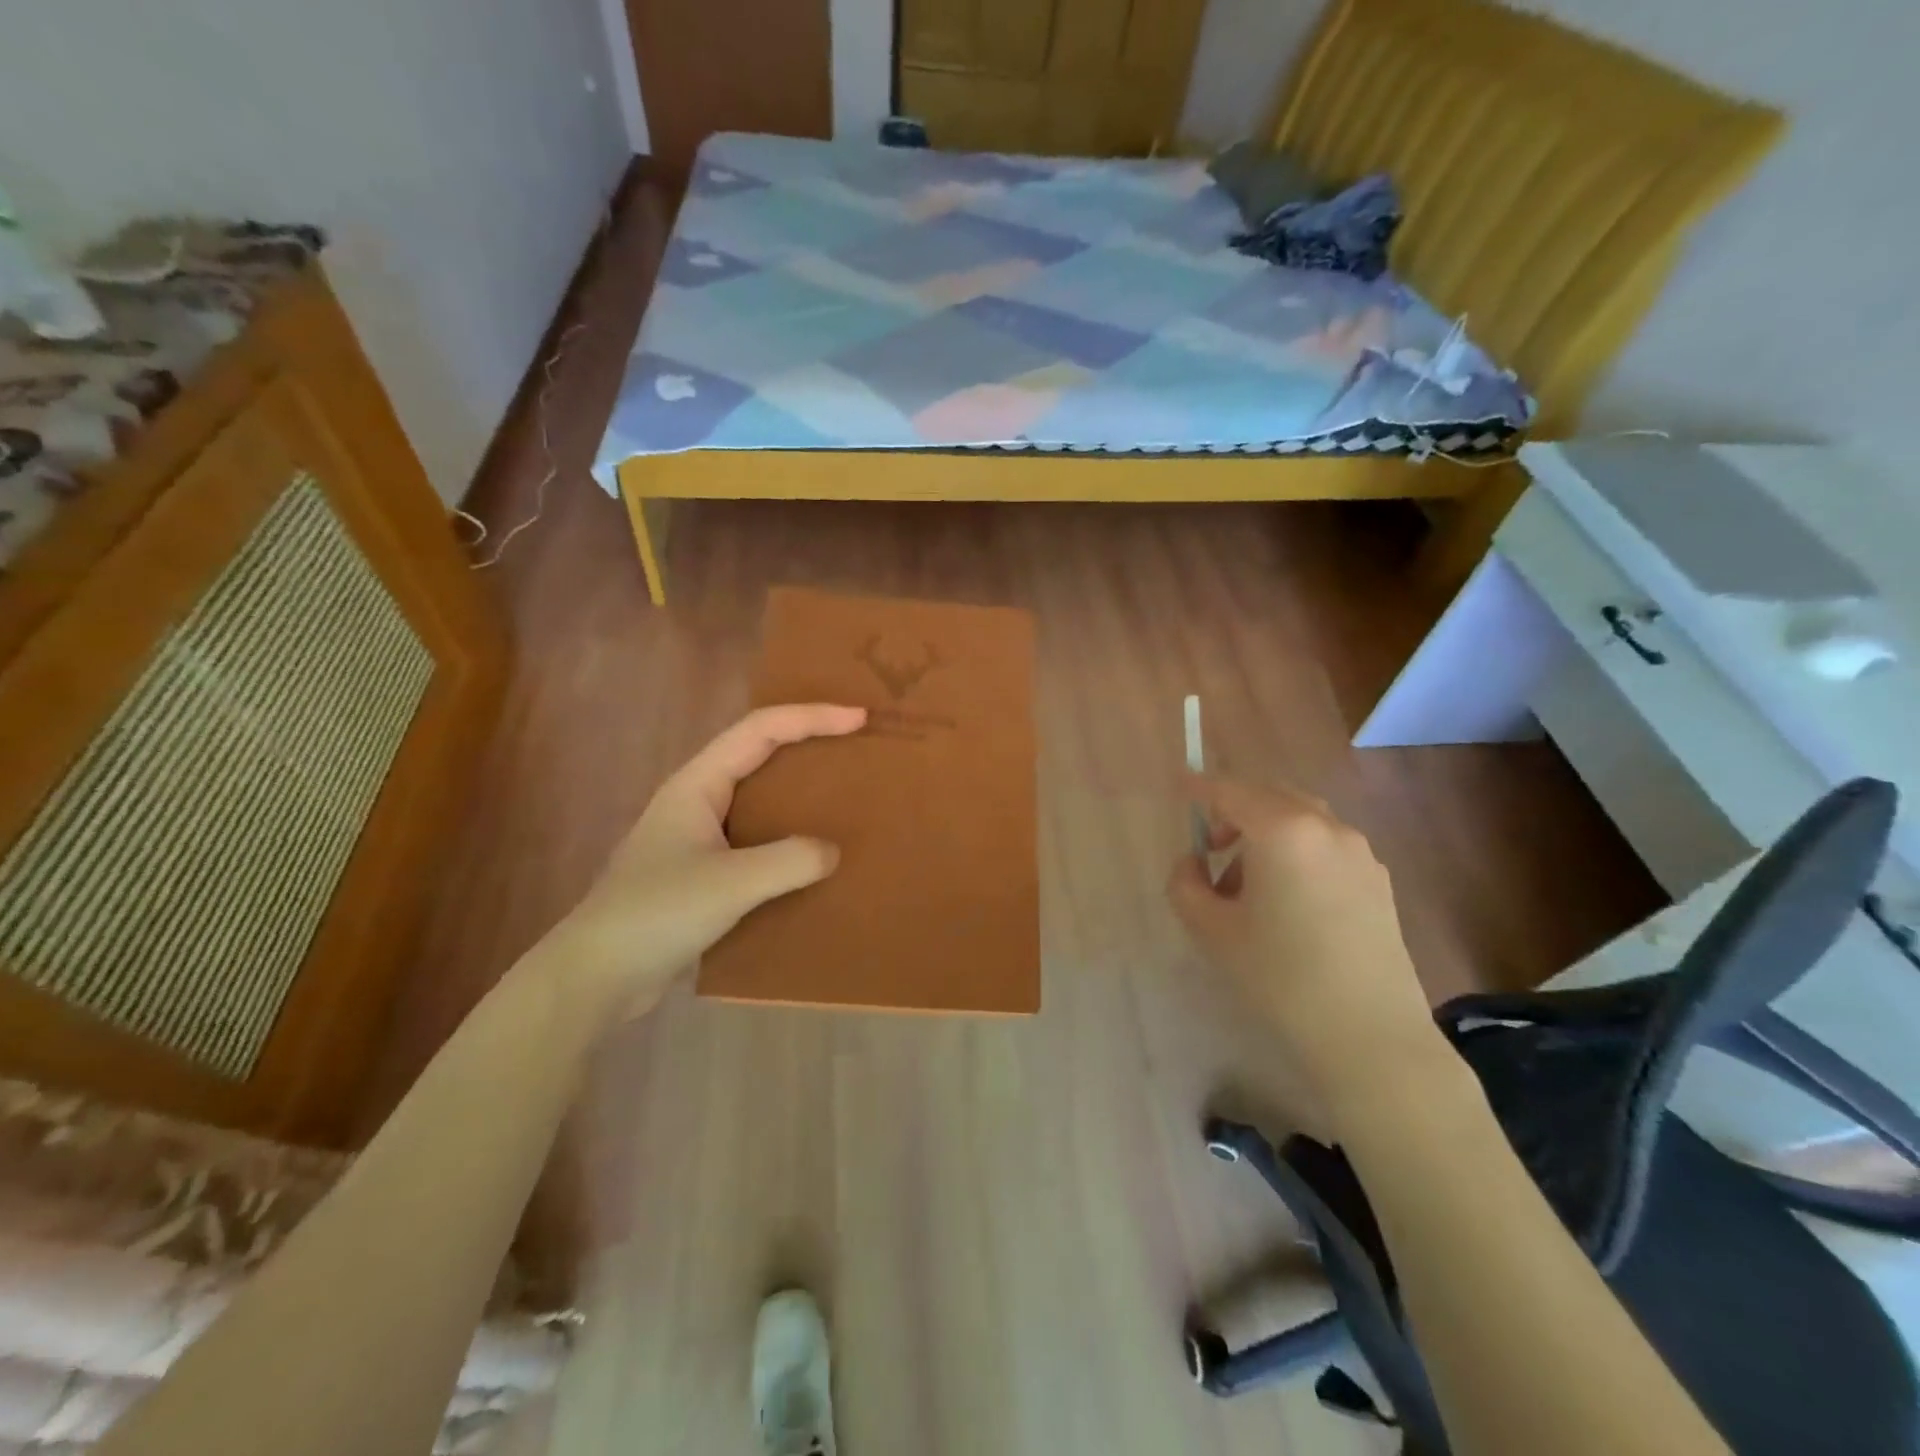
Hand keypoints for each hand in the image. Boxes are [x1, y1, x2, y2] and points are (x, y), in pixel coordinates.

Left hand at [536, 704, 867, 1018]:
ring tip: (845, 797)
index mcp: (697, 784)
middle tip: (857, 748)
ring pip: (759, 799)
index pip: (760, 730)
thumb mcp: (730, 884)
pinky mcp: (704, 874)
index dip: (811, 717)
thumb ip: (789, 861)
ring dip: (800, 793)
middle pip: (759, 754)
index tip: (859, 718)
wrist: (595, 978)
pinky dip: (789, 839)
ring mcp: (698, 838)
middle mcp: (698, 801)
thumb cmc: (656, 915)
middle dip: (808, 743)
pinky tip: (813, 859)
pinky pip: (757, 841)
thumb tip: (832, 852)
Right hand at [1167, 775, 1447, 1122]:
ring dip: (1267, 834)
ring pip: (1301, 820)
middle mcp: (1325, 828)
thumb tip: (1193, 862)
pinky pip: (1326, 846)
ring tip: (1248, 886)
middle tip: (1212, 848)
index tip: (1180, 785)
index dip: (1200, 787)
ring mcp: (1359, 853)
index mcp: (1282, 830)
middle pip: (1270, 796)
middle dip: (1235, 811)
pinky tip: (1289, 902)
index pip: (1230, 791)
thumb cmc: (1280, 976)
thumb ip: (1185, 883)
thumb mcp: (1211, 930)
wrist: (1371, 1035)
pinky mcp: (1379, 881)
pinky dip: (1297, 853)